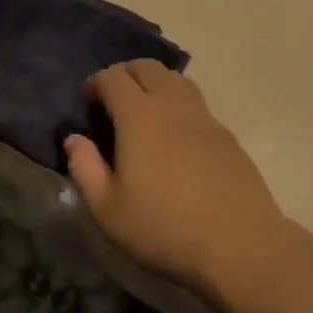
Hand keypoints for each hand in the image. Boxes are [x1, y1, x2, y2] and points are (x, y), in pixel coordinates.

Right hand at [64, 60, 285, 299]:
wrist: (239, 245)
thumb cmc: (164, 228)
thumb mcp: (108, 209)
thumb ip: (84, 168)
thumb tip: (74, 139)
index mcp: (139, 114)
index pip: (112, 76)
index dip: (95, 84)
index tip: (87, 104)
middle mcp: (172, 103)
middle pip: (146, 67)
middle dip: (124, 75)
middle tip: (113, 103)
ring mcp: (204, 116)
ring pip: (175, 79)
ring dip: (154, 84)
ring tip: (144, 112)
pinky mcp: (226, 134)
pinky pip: (196, 103)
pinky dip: (178, 105)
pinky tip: (176, 137)